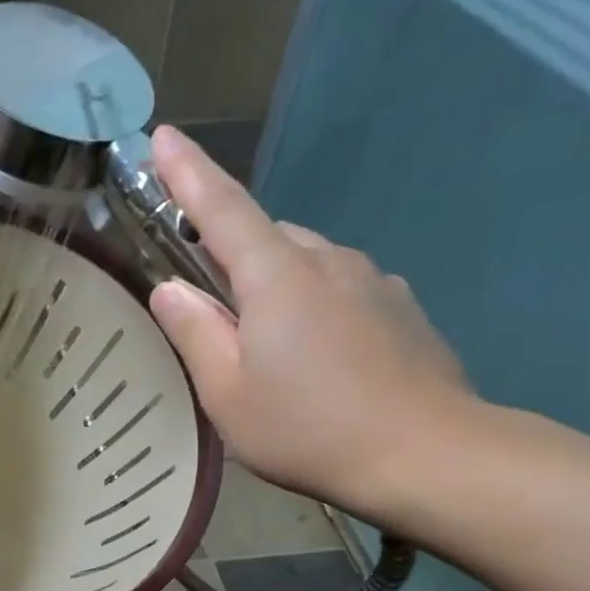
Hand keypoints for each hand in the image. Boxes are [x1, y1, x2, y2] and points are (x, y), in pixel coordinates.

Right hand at [147, 125, 475, 515]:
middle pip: (264, 236)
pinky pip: (337, 286)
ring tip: (262, 345)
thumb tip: (170, 288)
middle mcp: (327, 260)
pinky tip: (313, 356)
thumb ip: (195, 333)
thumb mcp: (227, 393)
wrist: (427, 454)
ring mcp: (371, 279)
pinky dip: (310, 304)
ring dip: (272, 284)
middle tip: (207, 306)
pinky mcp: (399, 305)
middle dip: (229, 253)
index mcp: (277, 277)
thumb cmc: (308, 428)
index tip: (163, 137)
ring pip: (303, 262)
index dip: (188, 174)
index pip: (223, 209)